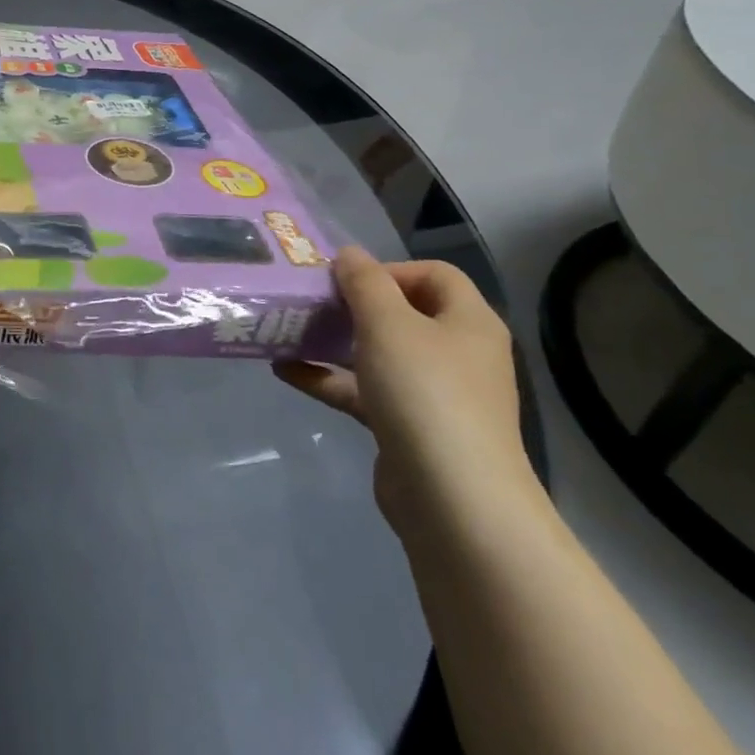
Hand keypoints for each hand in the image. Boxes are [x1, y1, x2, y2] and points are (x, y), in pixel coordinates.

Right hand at [274, 247, 539, 539]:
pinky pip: (365, 391)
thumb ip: (364, 282)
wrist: (453, 500)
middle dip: (353, 305)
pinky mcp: (409, 428)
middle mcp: (458, 353)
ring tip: (289, 332)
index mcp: (469, 322)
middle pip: (403, 313)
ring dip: (335, 341)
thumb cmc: (425, 393)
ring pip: (379, 354)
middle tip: (311, 302)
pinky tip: (286, 371)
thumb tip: (349, 254)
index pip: (434, 274)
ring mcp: (435, 395)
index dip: (388, 268)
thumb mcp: (387, 323)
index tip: (345, 281)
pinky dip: (330, 379)